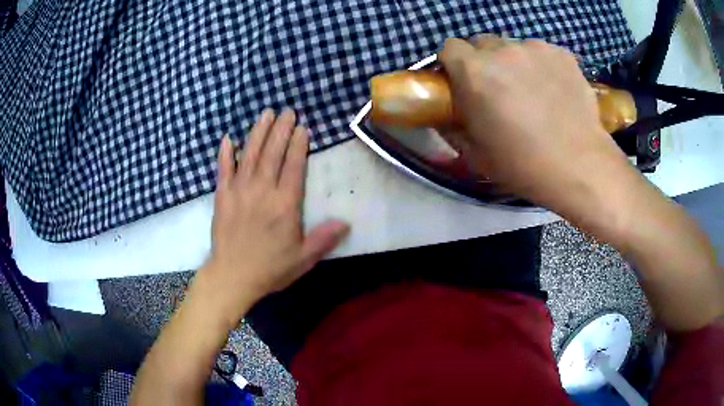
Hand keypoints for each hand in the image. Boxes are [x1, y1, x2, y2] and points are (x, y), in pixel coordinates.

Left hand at [195, 109, 349, 327]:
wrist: (232, 277)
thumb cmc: (270, 269)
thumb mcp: (303, 258)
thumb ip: (323, 239)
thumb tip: (345, 222)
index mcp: (285, 205)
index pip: (293, 166)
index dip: (298, 145)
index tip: (302, 127)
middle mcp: (262, 191)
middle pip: (272, 153)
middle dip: (281, 129)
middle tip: (287, 111)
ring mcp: (239, 191)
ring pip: (250, 155)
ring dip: (258, 132)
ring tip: (265, 114)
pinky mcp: (222, 196)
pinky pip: (223, 169)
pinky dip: (225, 153)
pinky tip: (228, 138)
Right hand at [438, 37, 631, 208]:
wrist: (580, 167)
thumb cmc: (523, 165)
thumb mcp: (476, 153)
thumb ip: (453, 127)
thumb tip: (446, 115)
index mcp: (474, 71)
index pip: (450, 47)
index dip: (454, 64)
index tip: (463, 82)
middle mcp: (502, 50)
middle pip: (482, 43)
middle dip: (484, 62)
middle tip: (499, 90)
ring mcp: (536, 48)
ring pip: (514, 47)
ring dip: (514, 63)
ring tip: (532, 92)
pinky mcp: (562, 54)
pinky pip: (542, 53)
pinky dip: (542, 66)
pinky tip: (554, 91)